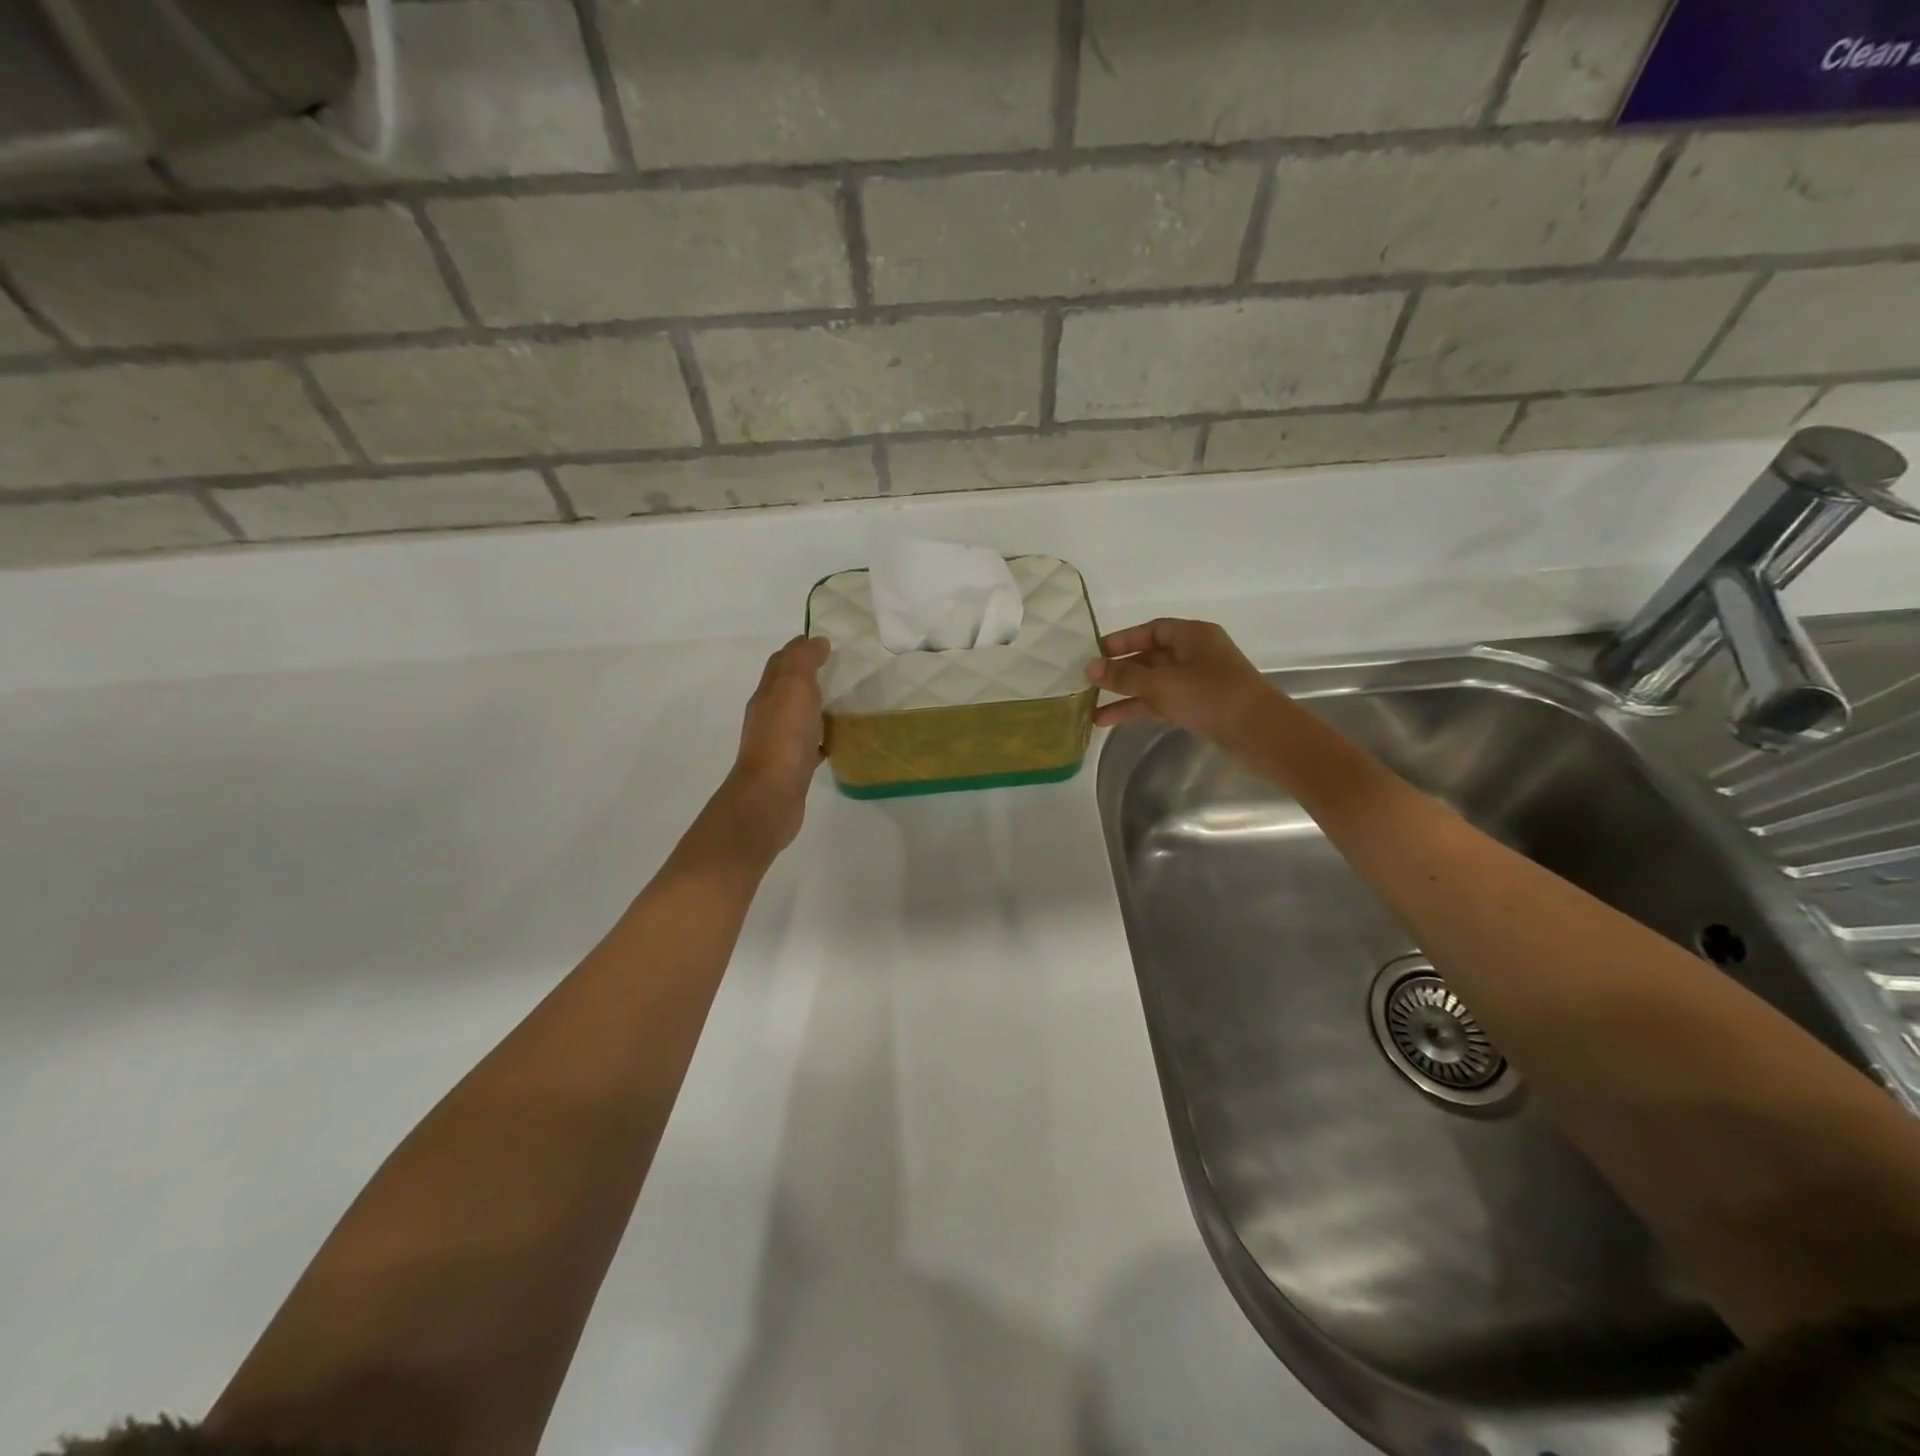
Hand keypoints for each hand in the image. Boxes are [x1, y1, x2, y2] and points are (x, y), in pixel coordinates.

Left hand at [716, 636, 829, 854]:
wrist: (771, 795)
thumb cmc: (783, 736)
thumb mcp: (794, 686)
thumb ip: (803, 660)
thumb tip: (815, 641)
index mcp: (767, 693)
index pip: (781, 662)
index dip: (800, 649)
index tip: (827, 643)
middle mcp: (768, 715)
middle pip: (787, 688)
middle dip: (809, 676)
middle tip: (841, 670)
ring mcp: (779, 743)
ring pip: (799, 717)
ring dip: (816, 707)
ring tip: (845, 702)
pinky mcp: (792, 767)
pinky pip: (809, 745)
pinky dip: (821, 738)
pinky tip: (838, 740)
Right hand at [1086, 619, 1280, 760]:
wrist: (1259, 734)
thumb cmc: (1213, 697)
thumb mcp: (1163, 683)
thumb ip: (1125, 676)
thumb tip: (1089, 668)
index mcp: (1193, 636)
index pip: (1151, 630)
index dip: (1122, 640)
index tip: (1094, 653)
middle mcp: (1195, 655)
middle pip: (1149, 657)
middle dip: (1119, 671)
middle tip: (1086, 682)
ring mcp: (1196, 682)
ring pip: (1152, 683)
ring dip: (1124, 695)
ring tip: (1090, 710)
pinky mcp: (1196, 707)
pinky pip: (1159, 702)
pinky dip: (1138, 709)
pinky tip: (1111, 720)